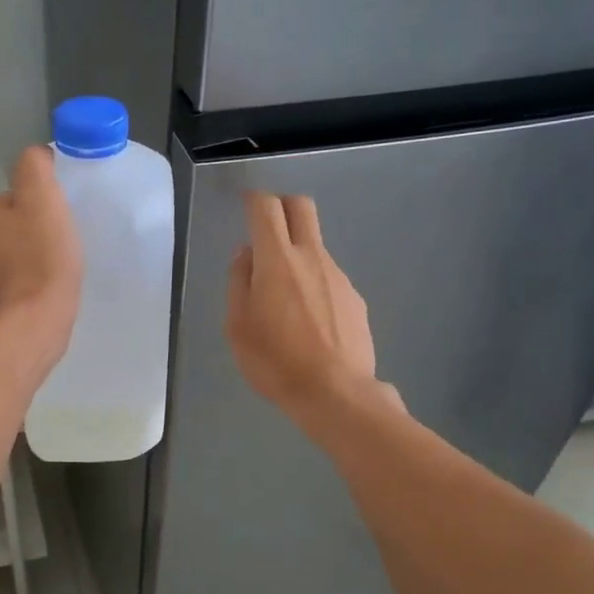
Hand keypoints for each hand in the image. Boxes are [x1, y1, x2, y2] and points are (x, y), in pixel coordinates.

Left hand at [0, 146, 82, 368]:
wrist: (31, 327)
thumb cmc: (39, 259)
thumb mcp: (42, 198)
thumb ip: (35, 167)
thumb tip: (37, 156)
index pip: (15, 193)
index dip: (42, 203)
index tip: (60, 218)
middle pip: (16, 222)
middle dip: (39, 230)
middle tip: (64, 243)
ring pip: (18, 252)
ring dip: (38, 256)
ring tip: (60, 268)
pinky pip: (19, 280)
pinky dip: (35, 281)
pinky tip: (50, 289)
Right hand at [227, 192, 388, 423]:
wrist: (336, 394)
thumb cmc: (275, 361)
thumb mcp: (237, 326)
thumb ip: (239, 282)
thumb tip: (247, 254)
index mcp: (277, 260)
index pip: (266, 208)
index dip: (253, 199)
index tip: (245, 206)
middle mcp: (312, 257)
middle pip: (301, 208)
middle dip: (282, 206)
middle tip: (267, 228)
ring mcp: (339, 276)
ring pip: (315, 246)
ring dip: (297, 255)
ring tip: (284, 300)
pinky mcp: (355, 299)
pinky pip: (329, 278)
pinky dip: (314, 285)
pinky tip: (309, 323)